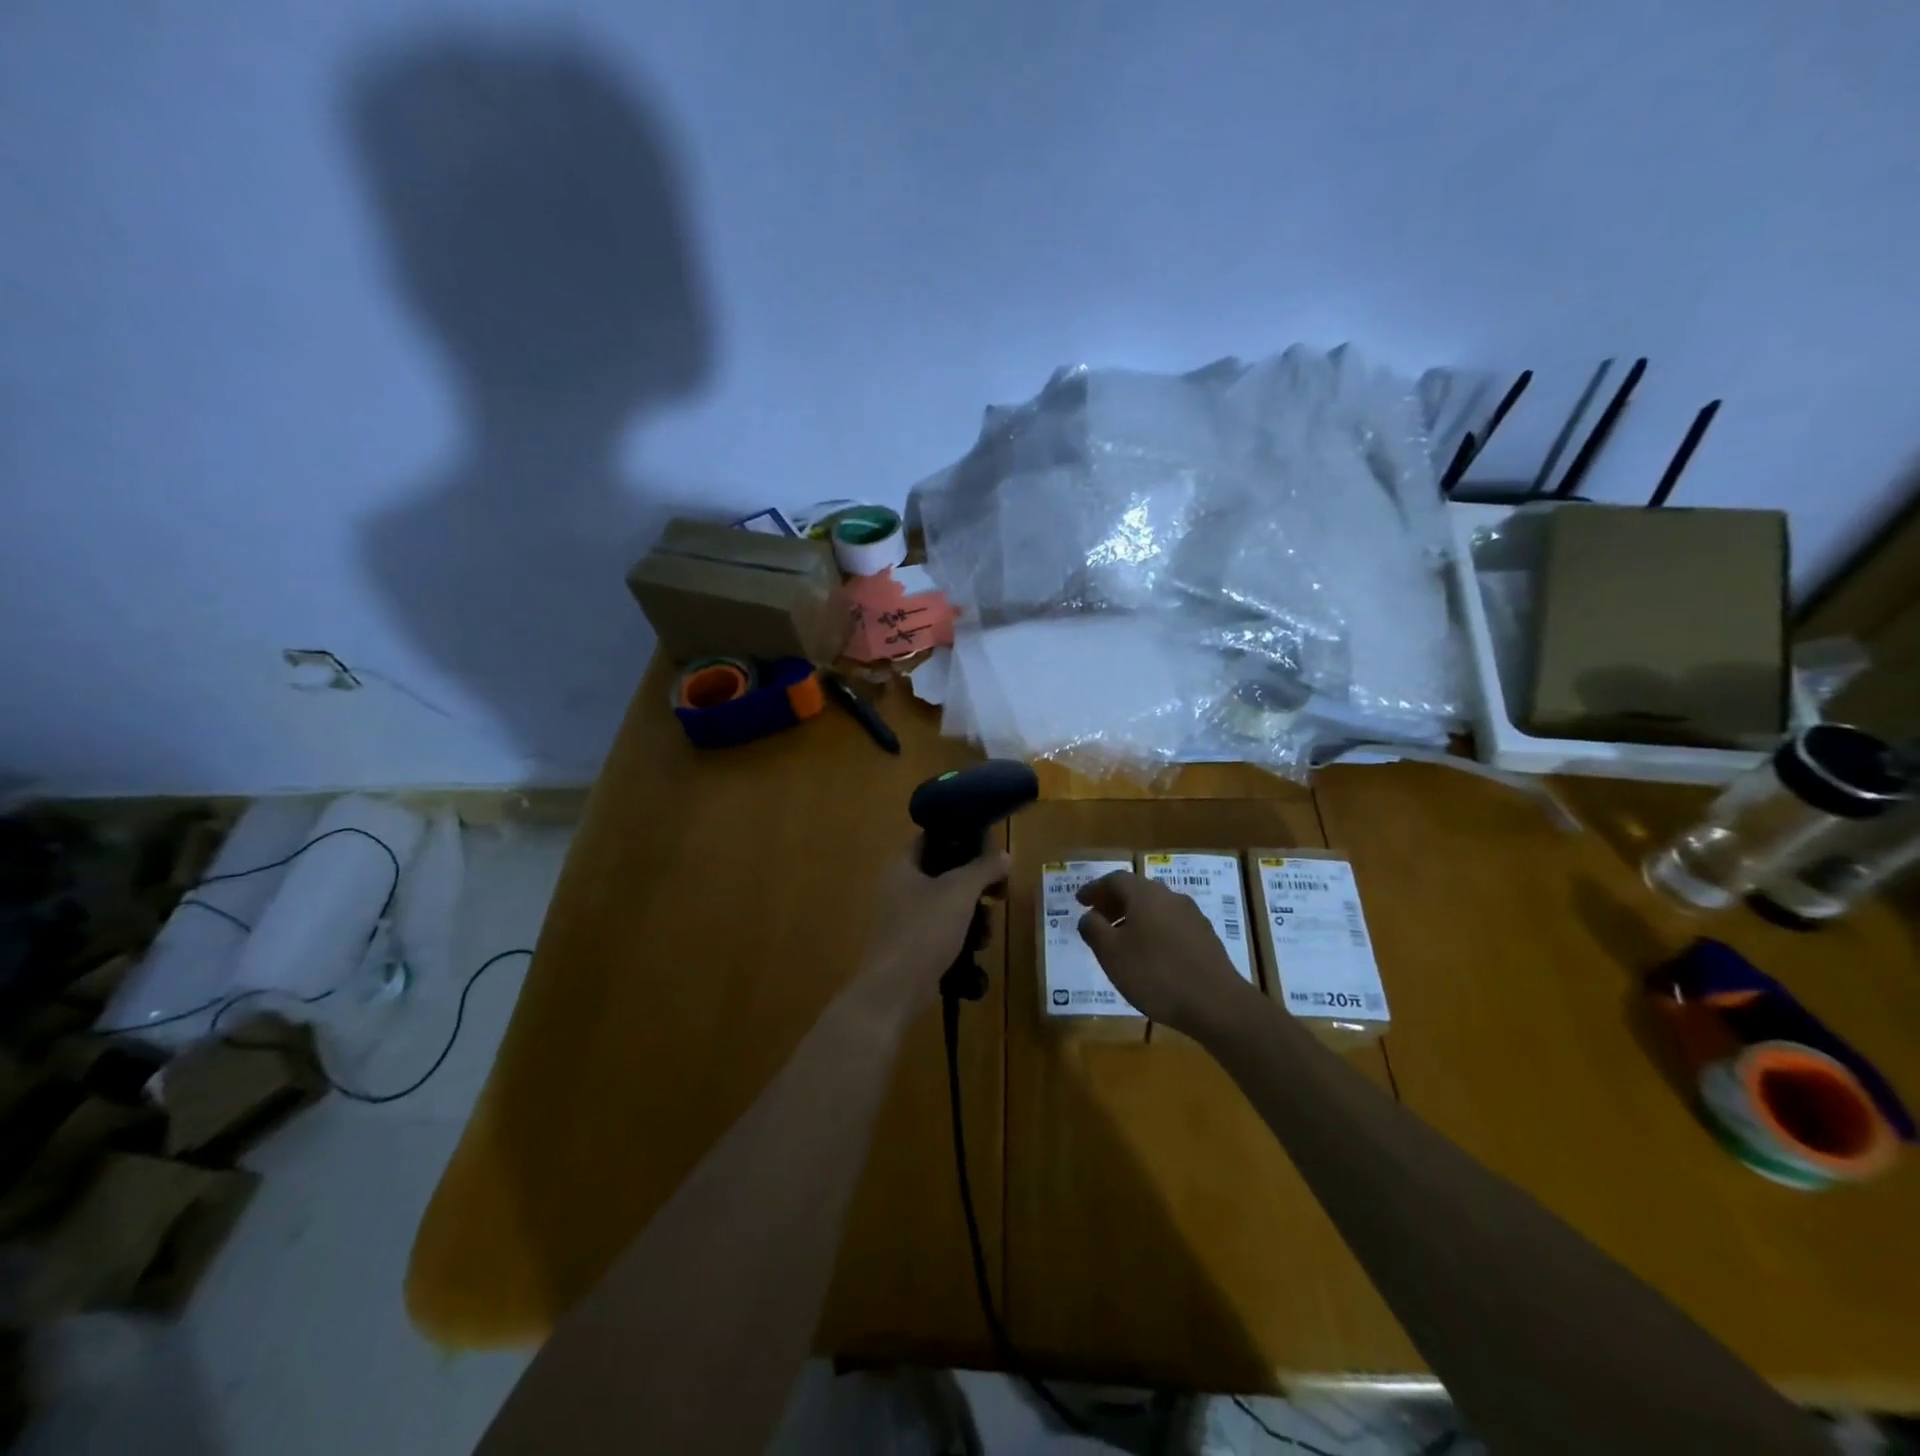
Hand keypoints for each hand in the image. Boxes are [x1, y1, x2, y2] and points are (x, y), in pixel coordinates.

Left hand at [855, 836, 1012, 1027]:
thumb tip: (1004, 854)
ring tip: (987, 930)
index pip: (936, 837)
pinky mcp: (914, 943)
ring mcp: (906, 916)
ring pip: (950, 903)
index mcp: (902, 863)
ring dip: (974, 914)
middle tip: (1000, 892)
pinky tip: (976, 949)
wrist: (895, 989)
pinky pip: (944, 929)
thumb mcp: (959, 891)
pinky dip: (962, 935)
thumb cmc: (924, 930)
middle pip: (947, 872)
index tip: (993, 852)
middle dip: (977, 884)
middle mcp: (900, 885)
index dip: (965, 840)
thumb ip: (984, 868)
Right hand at [1076, 871, 1253, 1037]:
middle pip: (1137, 891)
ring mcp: (1192, 917)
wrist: (1216, 1004)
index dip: (1095, 888)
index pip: (1115, 879)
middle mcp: (1170, 897)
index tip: (1080, 901)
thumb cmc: (1155, 974)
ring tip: (1120, 941)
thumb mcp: (1111, 954)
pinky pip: (1171, 925)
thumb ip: (1094, 930)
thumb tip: (1088, 916)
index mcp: (1145, 895)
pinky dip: (1153, 931)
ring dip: (1134, 918)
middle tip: (1097, 919)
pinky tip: (1149, 956)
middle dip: (1114, 903)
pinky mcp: (1206, 938)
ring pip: (1155, 908)